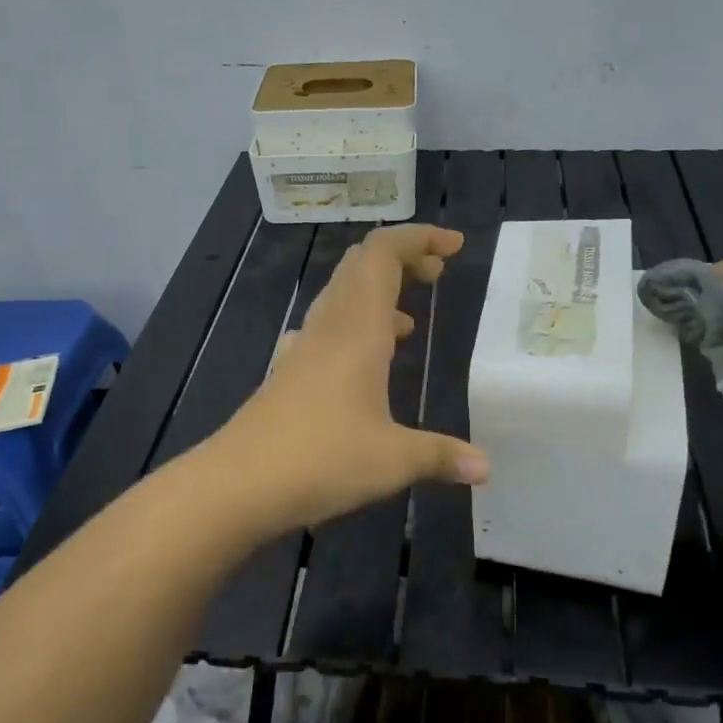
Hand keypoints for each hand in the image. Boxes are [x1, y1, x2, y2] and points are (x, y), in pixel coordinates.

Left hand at [210, 225, 489, 534]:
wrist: (237, 484)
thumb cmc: (321, 459)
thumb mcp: (393, 460)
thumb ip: (440, 456)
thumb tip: (485, 469)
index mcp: (357, 329)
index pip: (384, 254)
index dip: (419, 239)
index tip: (454, 246)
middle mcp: (329, 327)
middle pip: (361, 265)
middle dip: (402, 260)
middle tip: (437, 274)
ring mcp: (304, 348)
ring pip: (341, 295)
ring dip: (378, 292)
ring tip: (411, 321)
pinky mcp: (289, 372)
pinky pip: (325, 329)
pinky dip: (353, 326)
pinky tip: (365, 361)